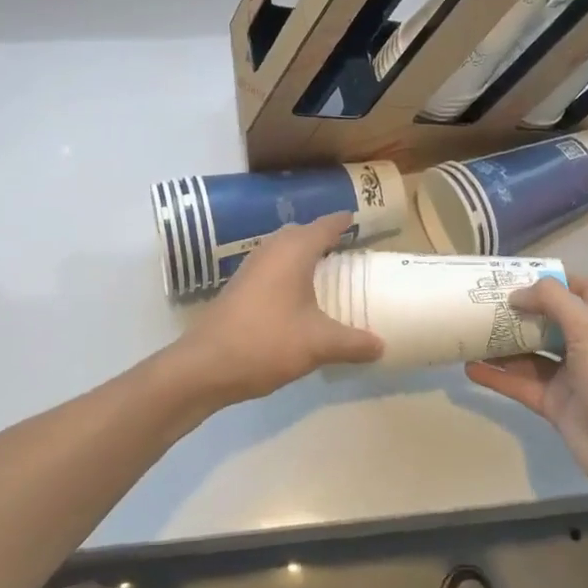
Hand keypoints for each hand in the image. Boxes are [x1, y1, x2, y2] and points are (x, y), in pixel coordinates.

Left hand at [170, 213, 382, 408]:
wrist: (204, 366)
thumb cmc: (265, 343)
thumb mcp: (318, 345)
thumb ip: (353, 343)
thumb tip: (383, 346)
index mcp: (294, 251)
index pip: (326, 225)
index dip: (345, 221)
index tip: (362, 220)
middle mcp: (271, 250)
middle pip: (302, 232)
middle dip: (324, 236)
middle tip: (349, 249)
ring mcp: (251, 267)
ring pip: (283, 248)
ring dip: (304, 253)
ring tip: (327, 270)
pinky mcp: (239, 286)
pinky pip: (272, 265)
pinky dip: (289, 270)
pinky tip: (297, 294)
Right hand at [468, 276, 587, 503]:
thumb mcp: (587, 326)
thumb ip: (552, 300)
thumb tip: (517, 295)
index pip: (580, 290)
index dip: (555, 280)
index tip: (521, 275)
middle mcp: (583, 344)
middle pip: (547, 320)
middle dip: (519, 310)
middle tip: (484, 301)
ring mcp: (567, 376)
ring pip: (528, 352)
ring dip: (502, 343)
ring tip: (469, 331)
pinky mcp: (552, 403)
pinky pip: (519, 383)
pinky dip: (496, 376)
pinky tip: (470, 368)